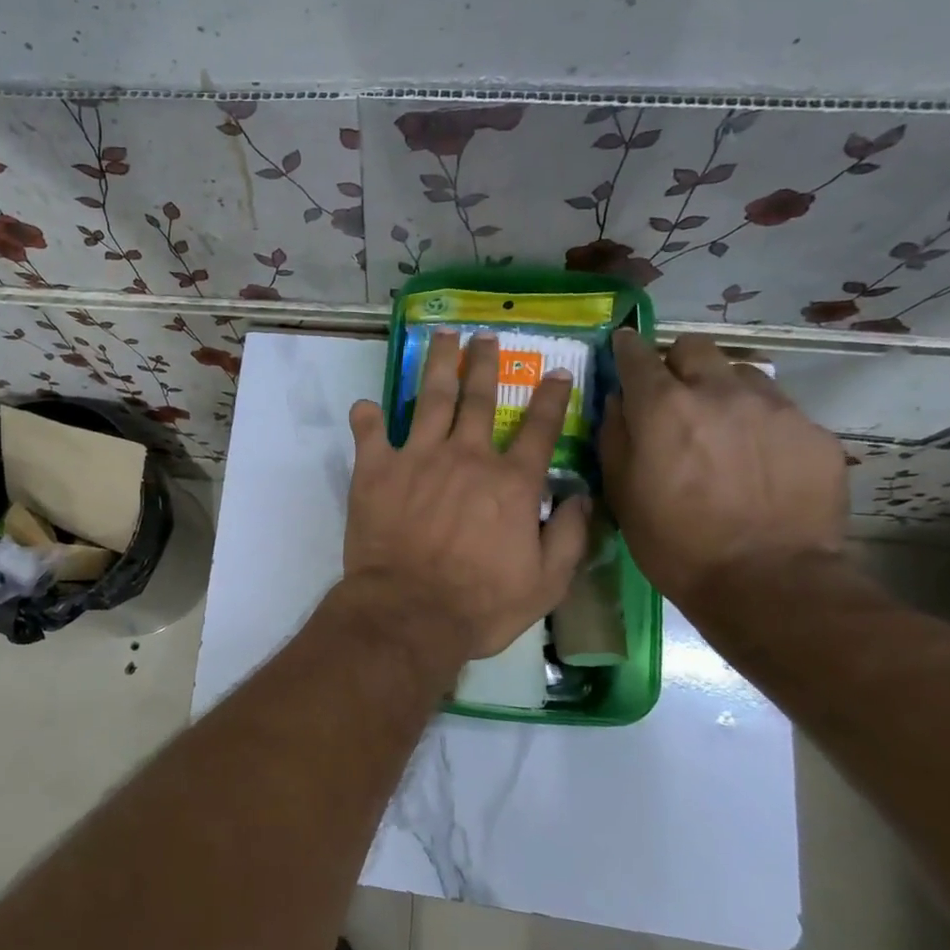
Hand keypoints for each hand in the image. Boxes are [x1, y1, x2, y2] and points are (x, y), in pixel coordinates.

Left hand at [344, 331, 590, 660]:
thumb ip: (570, 536)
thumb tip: (583, 497)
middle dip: (485, 363)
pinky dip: (367, 417)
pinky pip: (370, 433)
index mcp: (511, 481)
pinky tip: (366, 405)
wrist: (410, 613)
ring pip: (430, 398)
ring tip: (442, 337)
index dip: (552, 398)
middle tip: (485, 336)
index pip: (541, 428)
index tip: (557, 372)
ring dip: (438, 365)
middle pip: (480, 398)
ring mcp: (418, 458)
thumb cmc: (481, 604)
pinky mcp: (376, 470)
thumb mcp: (546, 582)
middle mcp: (467, 456)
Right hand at [602, 330, 846, 606]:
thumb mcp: (622, 493)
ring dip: (722, 390)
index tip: (622, 349)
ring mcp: (774, 408)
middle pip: (695, 347)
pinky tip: (758, 461)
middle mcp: (719, 392)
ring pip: (741, 373)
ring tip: (721, 427)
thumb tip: (618, 401)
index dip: (626, 348)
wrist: (768, 582)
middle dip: (677, 363)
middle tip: (674, 395)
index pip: (637, 355)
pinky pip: (779, 410)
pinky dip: (759, 424)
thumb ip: (614, 436)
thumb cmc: (675, 543)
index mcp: (664, 406)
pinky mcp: (813, 432)